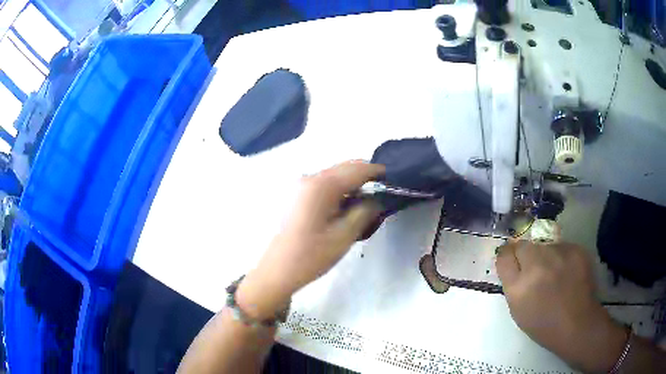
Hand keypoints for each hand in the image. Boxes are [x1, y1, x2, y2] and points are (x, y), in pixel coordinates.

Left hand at [237, 161, 384, 318]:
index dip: (377, 171)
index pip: (356, 170)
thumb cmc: (312, 255)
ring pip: (335, 176)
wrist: (279, 269)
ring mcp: (302, 186)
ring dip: (353, 184)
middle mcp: (310, 178)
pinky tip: (349, 206)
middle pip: (344, 168)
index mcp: (321, 185)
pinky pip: (325, 185)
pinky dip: (341, 190)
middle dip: (365, 176)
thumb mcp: (344, 235)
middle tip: (383, 191)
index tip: (393, 178)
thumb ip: (365, 211)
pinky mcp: (299, 195)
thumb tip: (376, 198)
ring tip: (368, 201)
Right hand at [496, 241, 627, 372]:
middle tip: (534, 267)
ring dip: (545, 255)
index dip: (507, 256)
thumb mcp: (519, 310)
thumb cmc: (544, 324)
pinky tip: (568, 272)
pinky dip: (562, 256)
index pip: (505, 256)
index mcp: (519, 286)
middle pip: (523, 245)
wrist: (578, 324)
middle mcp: (537, 265)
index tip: (512, 260)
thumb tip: (514, 263)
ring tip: (555, 272)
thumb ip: (514, 284)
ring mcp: (558, 254)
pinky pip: (562, 246)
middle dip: (525, 254)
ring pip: (545, 245)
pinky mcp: (575, 249)